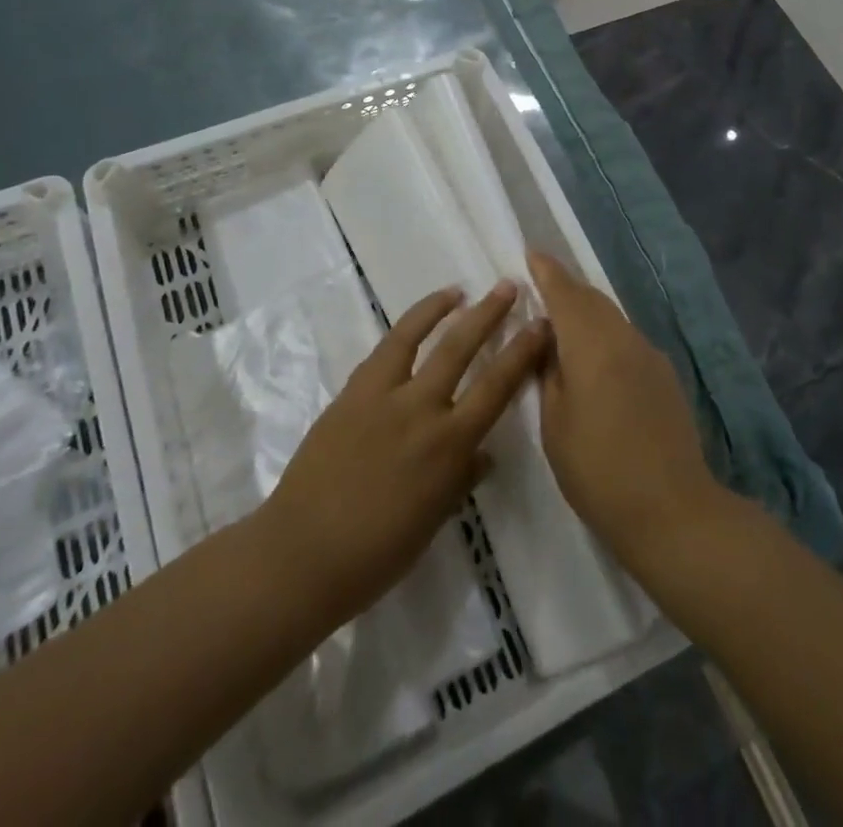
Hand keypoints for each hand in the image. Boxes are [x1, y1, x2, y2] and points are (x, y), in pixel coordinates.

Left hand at [261, 282, 550, 629]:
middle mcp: (420, 409)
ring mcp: (382, 396)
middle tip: (508, 286)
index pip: (497, 387)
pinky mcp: (351, 392)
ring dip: (441, 308)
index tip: (540, 325)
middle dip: (489, 314)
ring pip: (416, 337)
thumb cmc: (376, 553)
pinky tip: (412, 326)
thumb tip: (482, 453)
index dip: (522, 353)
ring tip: (459, 290)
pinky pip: (382, 352)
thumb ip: (461, 478)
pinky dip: (403, 332)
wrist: (302, 554)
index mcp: (449, 446)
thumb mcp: (434, 519)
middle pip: (461, 348)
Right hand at [529, 251, 724, 574]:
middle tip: (541, 283)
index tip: (531, 253)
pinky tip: (595, 357)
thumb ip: (548, 374)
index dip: (547, 272)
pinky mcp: (664, 375)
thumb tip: (548, 343)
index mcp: (592, 345)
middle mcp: (623, 338)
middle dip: (566, 287)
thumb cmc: (599, 470)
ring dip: (587, 310)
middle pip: (592, 299)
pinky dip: (605, 333)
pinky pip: (626, 338)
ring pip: (611, 317)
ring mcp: (649, 355)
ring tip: (563, 321)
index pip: (565, 294)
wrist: (672, 509)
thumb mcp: (555, 425)